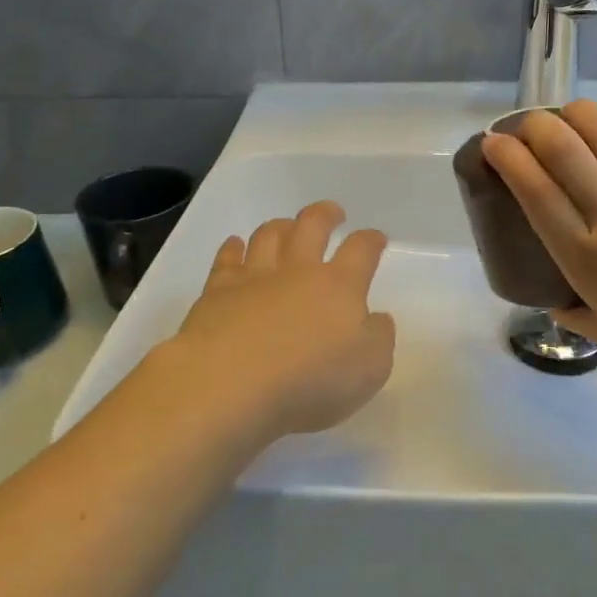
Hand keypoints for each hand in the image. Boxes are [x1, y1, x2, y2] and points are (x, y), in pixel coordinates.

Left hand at [164, 201, 395, 438]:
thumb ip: (379, 338)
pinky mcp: (218, 291)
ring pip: (269, 235)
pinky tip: (235, 245)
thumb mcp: (369, 369)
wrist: (229, 383)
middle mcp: (298, 271)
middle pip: (313, 225)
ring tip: (287, 226)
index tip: (376, 239)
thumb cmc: (309, 380)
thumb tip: (376, 318)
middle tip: (333, 213)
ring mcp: (255, 277)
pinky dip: (232, 248)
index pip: (361, 250)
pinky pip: (227, 259)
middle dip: (326, 214)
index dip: (371, 240)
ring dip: (281, 226)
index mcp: (339, 286)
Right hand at [481, 99, 596, 392]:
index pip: (534, 187)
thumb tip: (553, 295)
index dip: (507, 156)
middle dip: (533, 124)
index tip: (494, 143)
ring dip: (574, 115)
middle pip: (562, 144)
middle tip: (526, 129)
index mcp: (585, 255)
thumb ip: (570, 309)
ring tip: (566, 120)